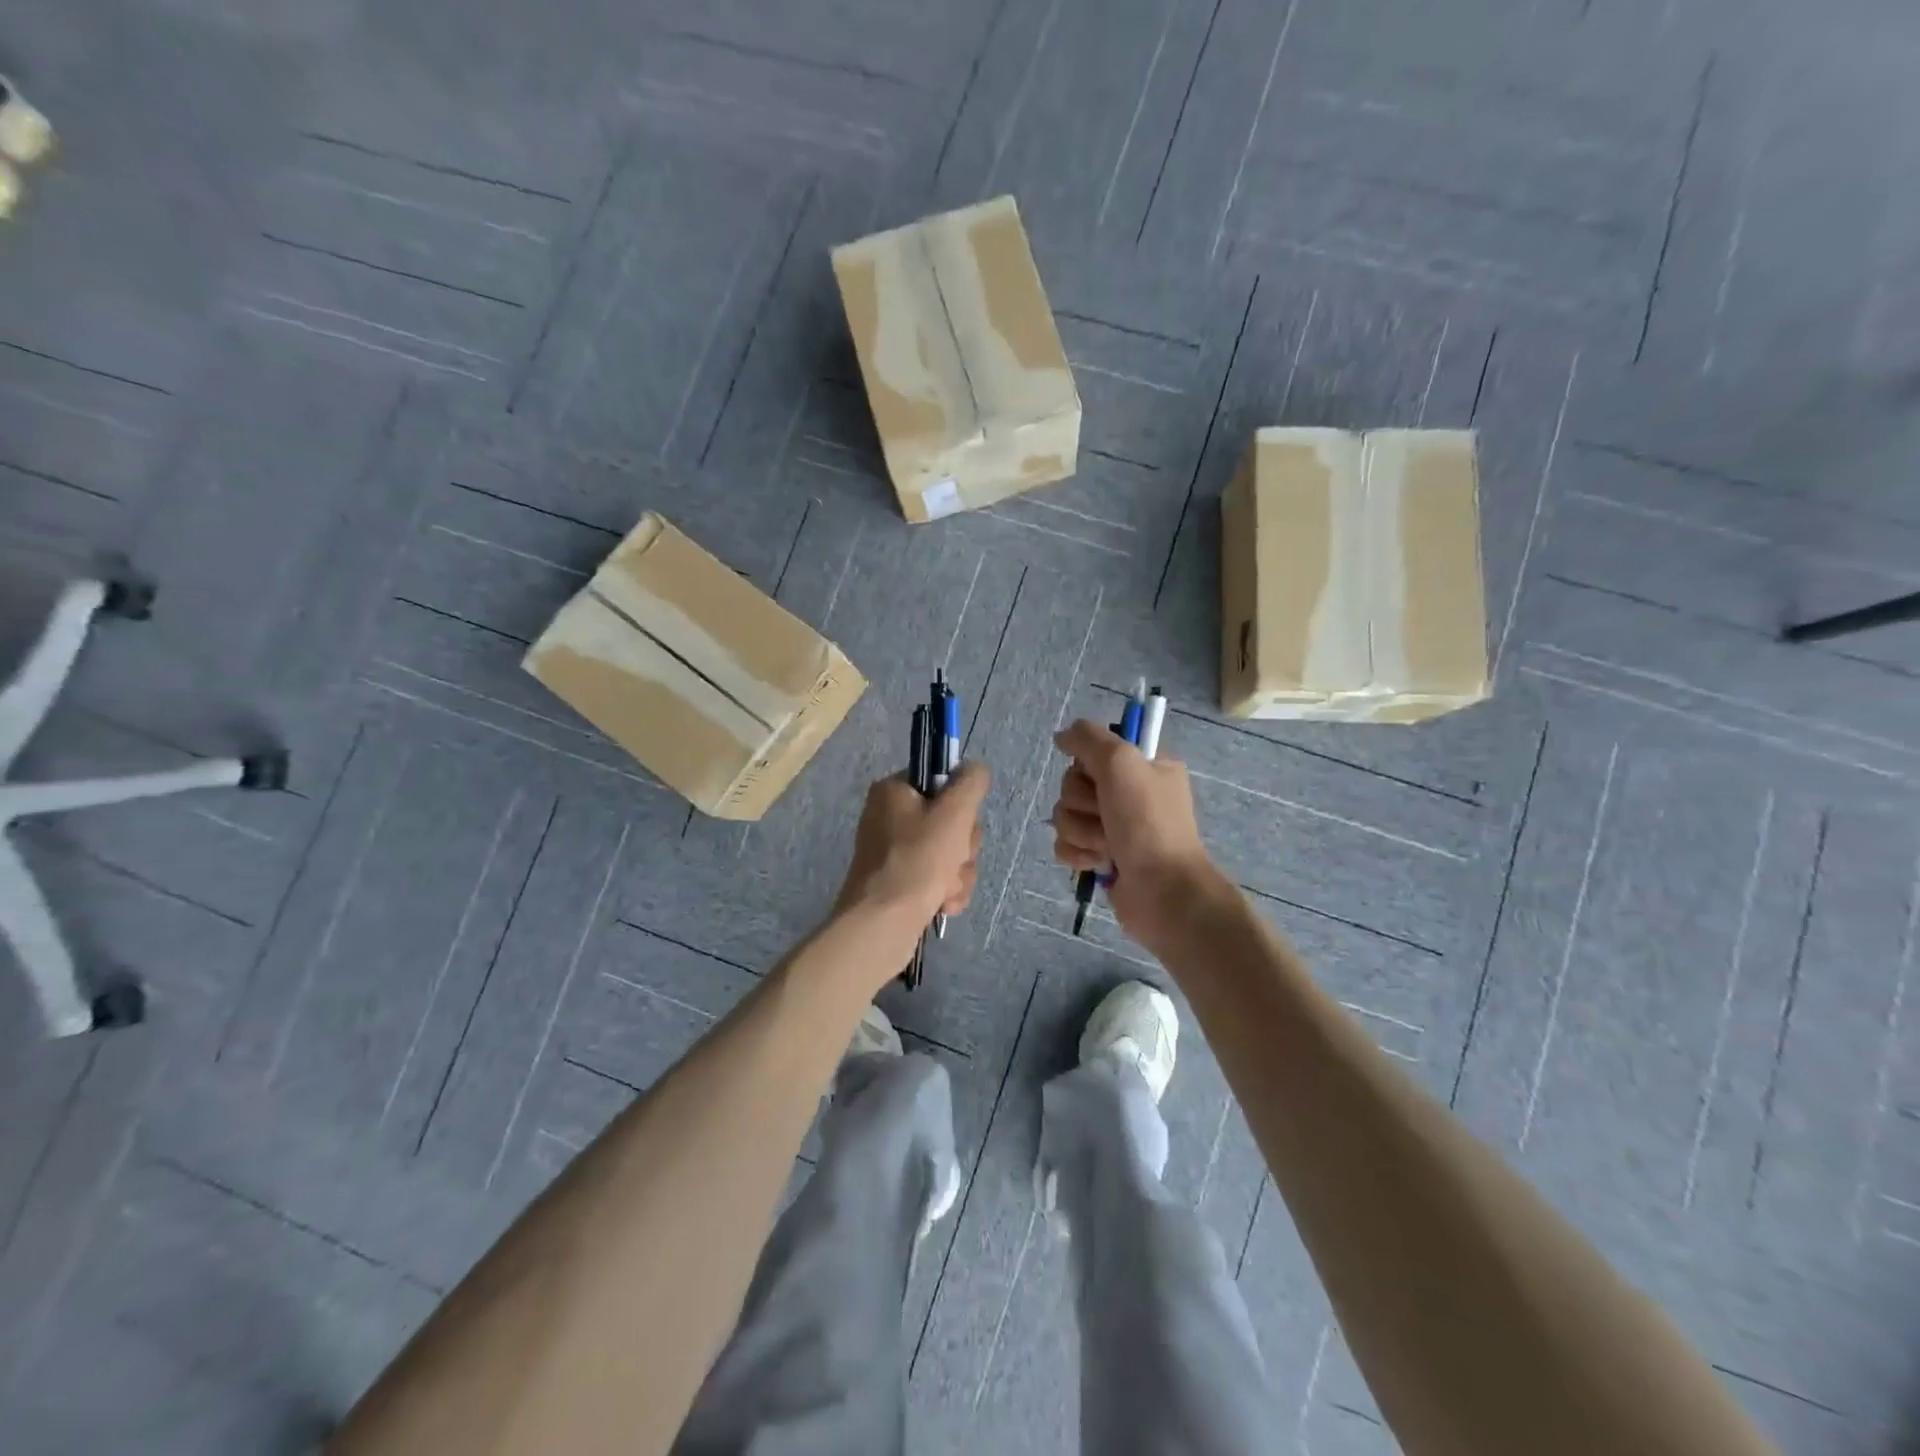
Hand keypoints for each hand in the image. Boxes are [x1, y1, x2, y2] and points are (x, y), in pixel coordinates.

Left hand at [835, 762, 989, 923]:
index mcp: (893, 791)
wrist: (883, 922)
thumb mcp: (954, 812)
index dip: (960, 804)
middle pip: (949, 820)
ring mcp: (892, 851)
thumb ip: (971, 782)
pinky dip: (945, 890)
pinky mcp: (897, 881)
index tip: (961, 822)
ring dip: (959, 872)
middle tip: (955, 858)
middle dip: (962, 846)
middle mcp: (888, 816)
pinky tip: (943, 903)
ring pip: (948, 851)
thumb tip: (975, 768)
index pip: (941, 782)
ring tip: (947, 888)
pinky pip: (936, 876)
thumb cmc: (918, 859)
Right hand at [1049, 719, 1216, 938]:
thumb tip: (1062, 735)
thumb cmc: (1148, 823)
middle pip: (1073, 782)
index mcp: (1144, 765)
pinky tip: (1098, 863)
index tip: (1101, 776)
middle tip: (1108, 816)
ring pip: (1065, 814)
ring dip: (1082, 831)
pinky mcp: (1099, 855)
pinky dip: (1078, 853)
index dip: (1089, 764)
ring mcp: (1113, 826)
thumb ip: (1088, 739)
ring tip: (1108, 846)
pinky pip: (1065, 843)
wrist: (1163, 891)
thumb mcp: (1122, 763)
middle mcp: (1129, 792)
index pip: (1094, 749)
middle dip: (1083, 803)